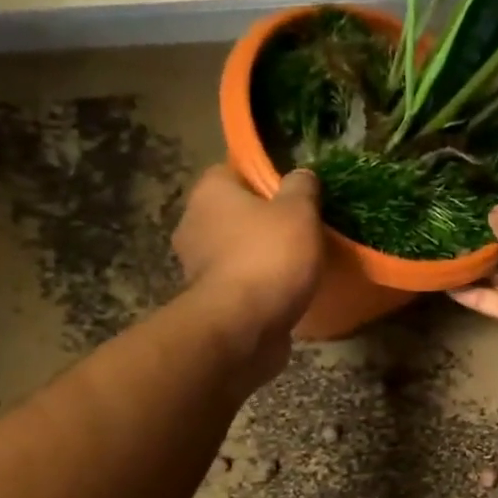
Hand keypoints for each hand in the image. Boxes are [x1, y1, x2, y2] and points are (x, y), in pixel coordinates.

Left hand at [172, 165, 324, 357]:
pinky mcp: (209, 300)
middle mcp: (194, 223)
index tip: (294, 193)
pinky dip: (258, 285)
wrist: (243, 327)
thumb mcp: (299, 211)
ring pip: (236, 249)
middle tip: (301, 229)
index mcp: (210, 191)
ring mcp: (197, 265)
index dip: (265, 177)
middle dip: (263, 220)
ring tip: (298, 263)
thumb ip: (302, 187)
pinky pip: (239, 283)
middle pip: (235, 212)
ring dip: (260, 255)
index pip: (234, 170)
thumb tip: (301, 175)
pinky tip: (284, 291)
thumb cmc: (269, 257)